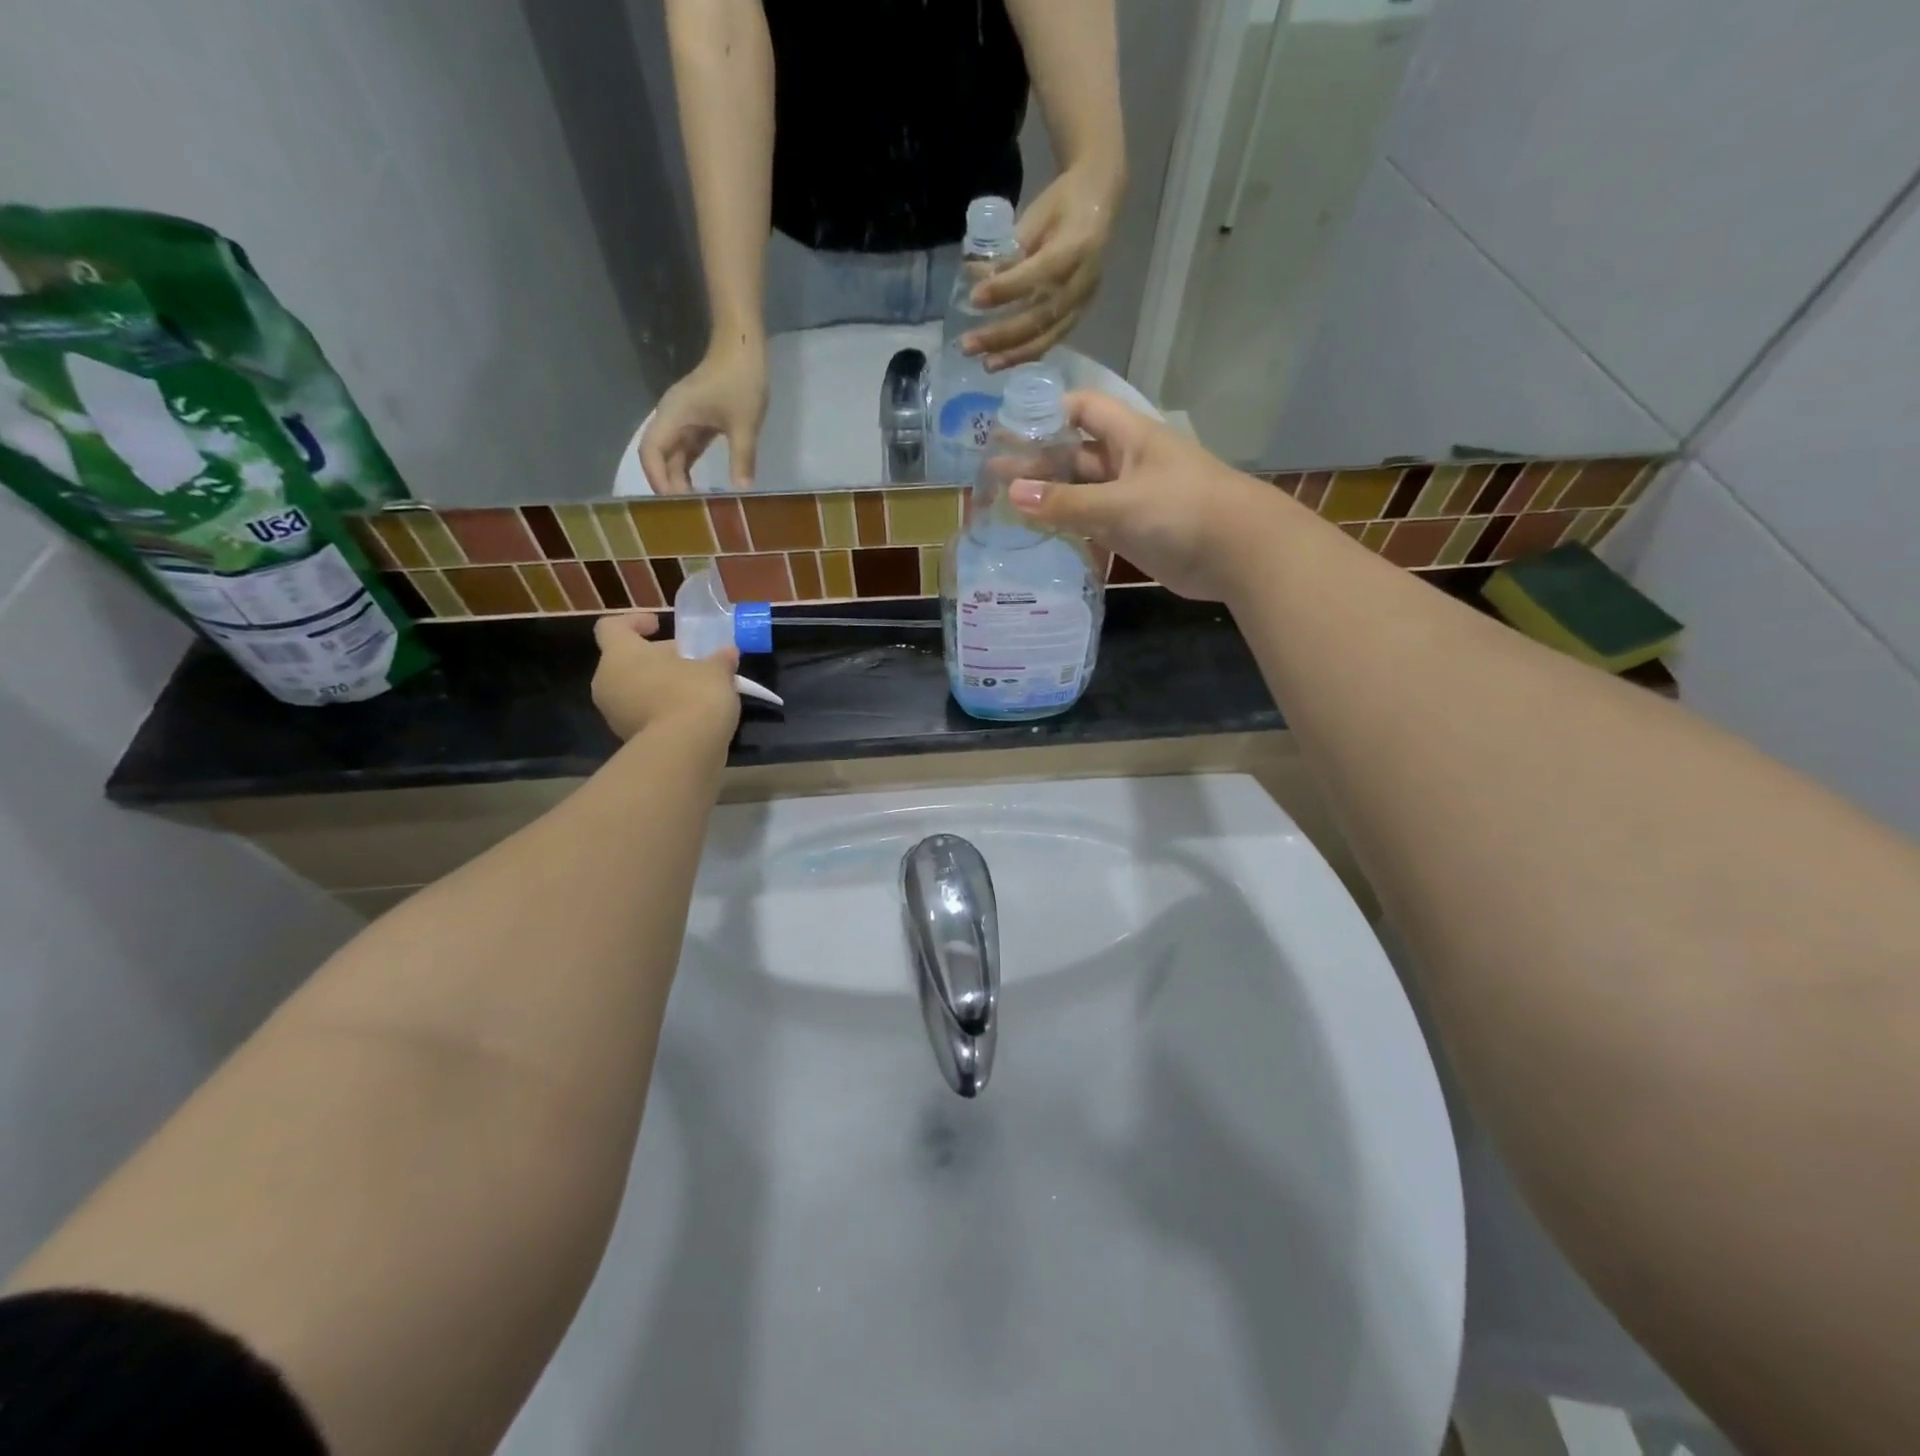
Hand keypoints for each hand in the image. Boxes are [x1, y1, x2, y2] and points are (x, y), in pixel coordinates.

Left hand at [593, 613, 740, 743]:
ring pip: (635, 689)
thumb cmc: (693, 695)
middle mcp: (608, 681)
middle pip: (627, 660)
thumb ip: (719, 659)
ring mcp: (614, 714)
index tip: (659, 626)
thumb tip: (728, 653)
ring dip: (661, 685)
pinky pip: (643, 714)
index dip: (634, 622)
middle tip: (691, 661)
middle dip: (657, 658)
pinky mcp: (628, 739)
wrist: (684, 752)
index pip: (611, 627)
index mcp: (621, 654)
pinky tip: (692, 713)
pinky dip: (662, 710)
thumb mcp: (715, 670)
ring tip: (696, 688)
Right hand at [638, 340, 767, 493]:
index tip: (675, 503)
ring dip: (680, 479)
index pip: (651, 453)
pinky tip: (703, 489)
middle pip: (659, 457)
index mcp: (674, 416)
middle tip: (688, 513)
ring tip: (695, 506)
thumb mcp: (744, 424)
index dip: (658, 479)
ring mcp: (683, 420)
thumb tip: (742, 491)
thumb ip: (742, 459)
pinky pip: (686, 450)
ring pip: (673, 456)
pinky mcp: (696, 421)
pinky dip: (690, 468)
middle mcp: (671, 419)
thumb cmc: (741, 380)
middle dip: (669, 485)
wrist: (742, 346)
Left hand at [965, 165, 1123, 370]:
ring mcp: (1083, 302)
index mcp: (1077, 246)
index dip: (1006, 288)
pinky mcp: (1078, 315)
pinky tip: (1003, 360)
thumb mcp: (1035, 216)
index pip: (1039, 274)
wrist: (1099, 202)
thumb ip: (1010, 249)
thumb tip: (975, 277)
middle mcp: (1083, 281)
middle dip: (1002, 335)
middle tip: (968, 345)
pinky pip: (1051, 340)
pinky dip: (1026, 353)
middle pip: (1041, 316)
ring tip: (985, 364)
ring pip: (1047, 336)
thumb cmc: (1062, 204)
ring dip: (1013, 354)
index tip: (975, 297)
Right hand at [1008, 392, 1285, 602]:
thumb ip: (1066, 502)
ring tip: (1004, 506)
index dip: (1046, 413)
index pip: (1082, 409)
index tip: (1007, 428)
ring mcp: (1129, 499)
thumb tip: (1011, 493)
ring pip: (1081, 492)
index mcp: (1129, 437)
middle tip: (992, 476)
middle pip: (1075, 454)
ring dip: (1049, 498)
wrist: (1239, 554)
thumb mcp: (1119, 503)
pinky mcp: (1133, 532)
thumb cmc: (1182, 511)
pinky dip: (1067, 526)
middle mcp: (1126, 462)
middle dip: (1037, 462)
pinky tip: (1038, 534)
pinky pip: (1092, 523)